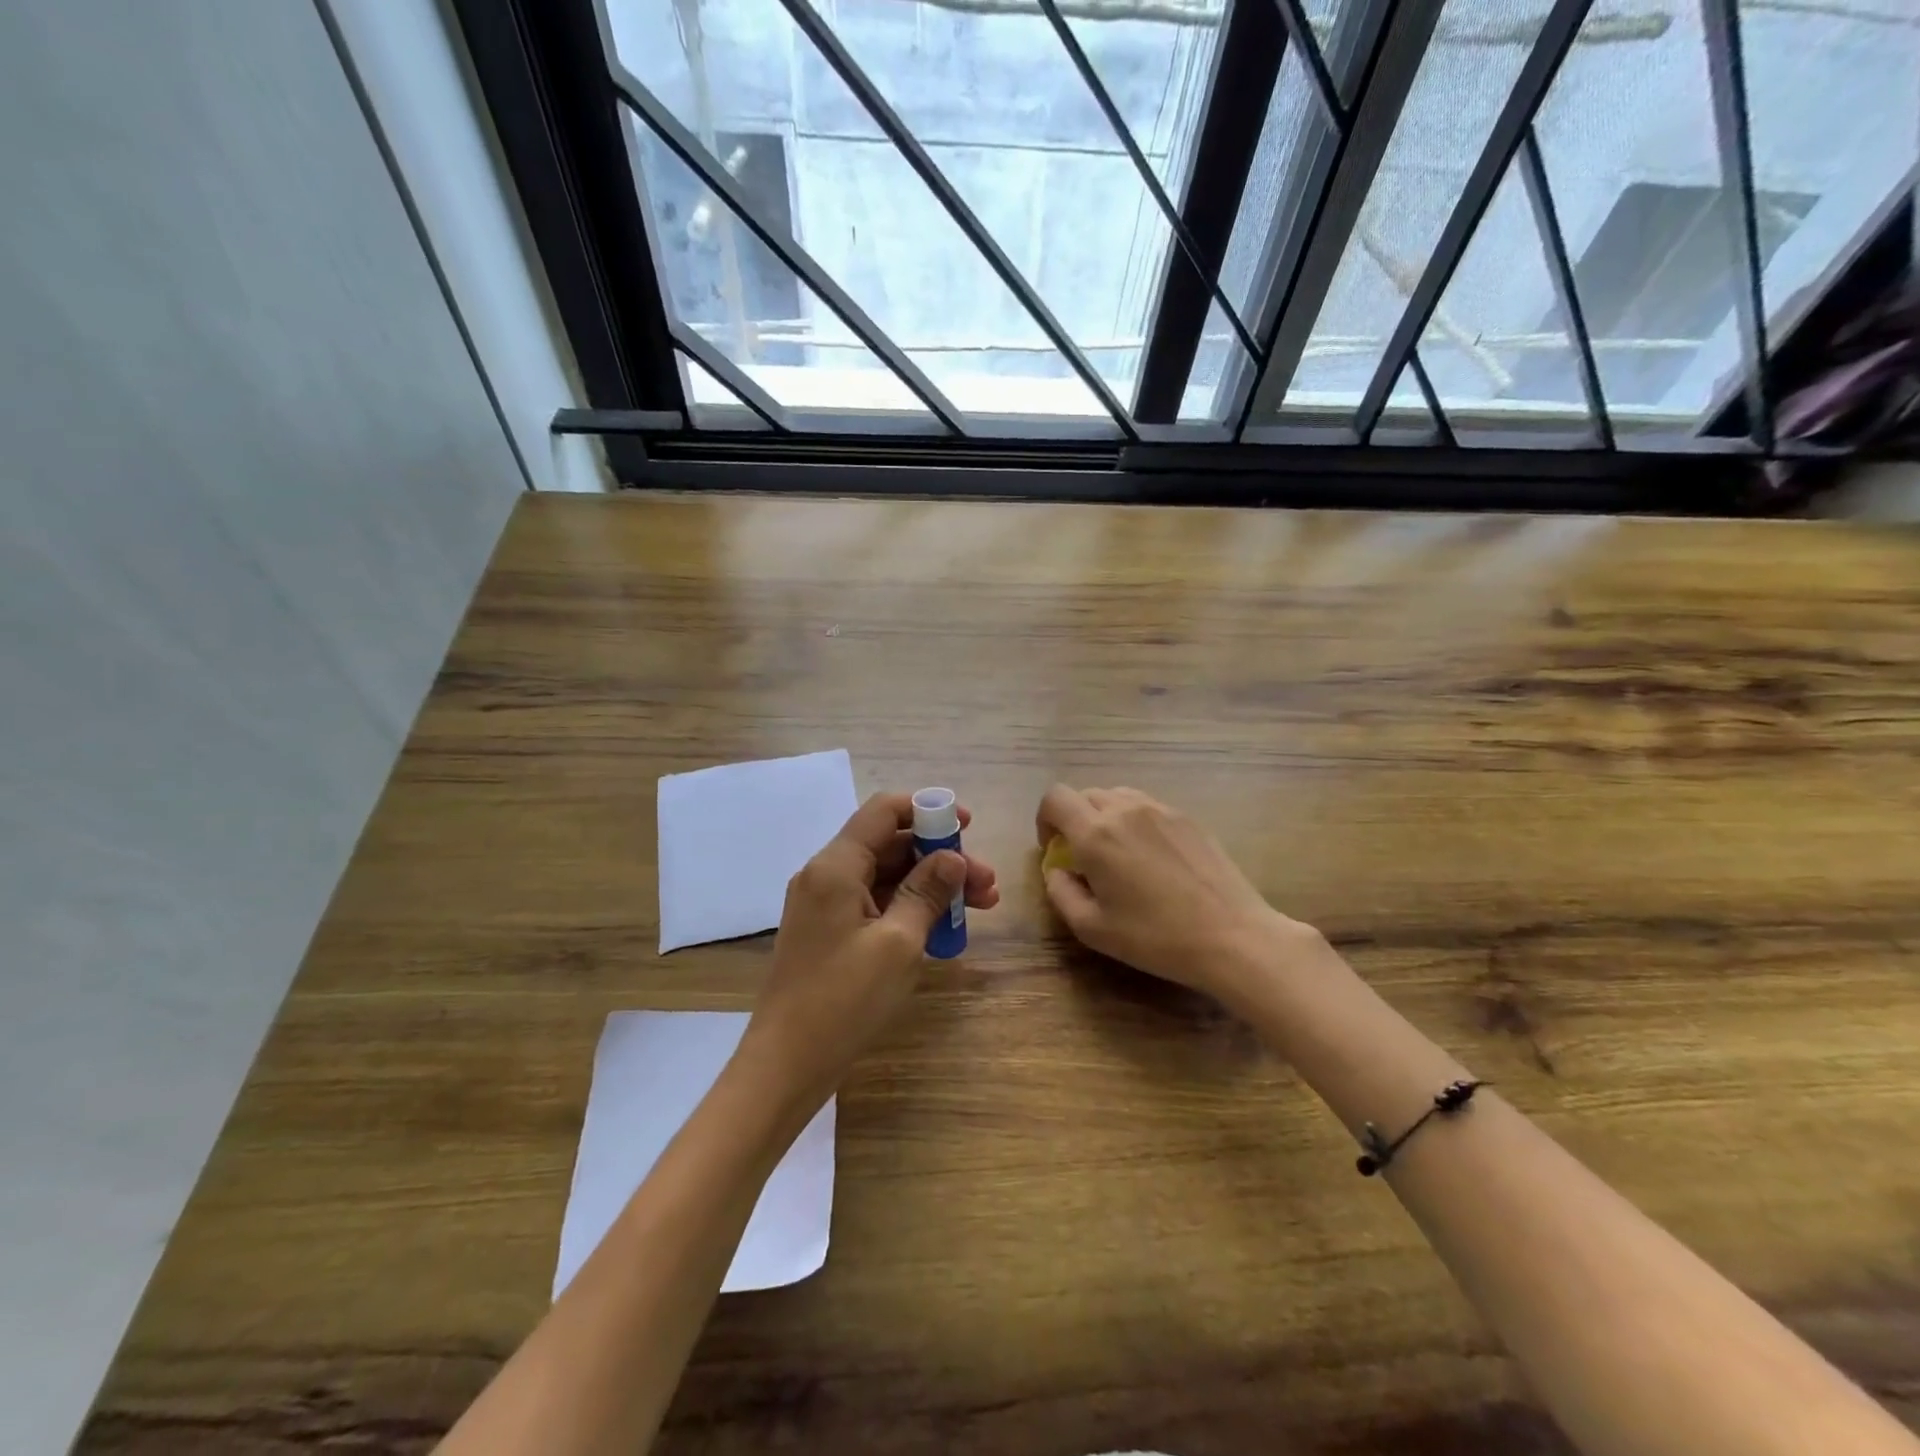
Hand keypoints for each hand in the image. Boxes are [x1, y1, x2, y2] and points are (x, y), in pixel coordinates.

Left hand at [741, 792, 999, 1109]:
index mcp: (836, 867)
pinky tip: (944, 929)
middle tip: (987, 885)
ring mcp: (824, 906)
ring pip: (886, 877)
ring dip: (931, 886)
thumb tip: (953, 858)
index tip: (968, 827)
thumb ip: (928, 892)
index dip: (928, 810)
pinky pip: (875, 904)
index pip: (883, 812)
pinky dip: (909, 909)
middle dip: (940, 858)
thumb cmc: (843, 1000)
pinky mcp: (828, 933)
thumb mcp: (898, 944)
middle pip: (890, 846)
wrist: (785, 1065)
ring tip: (980, 906)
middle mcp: (825, 876)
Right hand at [1035, 784, 1310, 1007]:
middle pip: (1085, 795)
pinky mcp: (1188, 818)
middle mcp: (1126, 809)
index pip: (1055, 798)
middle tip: (1084, 857)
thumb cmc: (1155, 937)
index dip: (1045, 819)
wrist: (1232, 936)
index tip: (1054, 848)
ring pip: (1118, 796)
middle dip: (1075, 820)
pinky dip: (1135, 822)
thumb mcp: (1092, 928)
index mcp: (1096, 833)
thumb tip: (1057, 869)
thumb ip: (1061, 892)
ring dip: (1105, 817)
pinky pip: (1148, 807)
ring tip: (1118, 855)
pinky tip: (1152, 860)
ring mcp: (1161, 810)